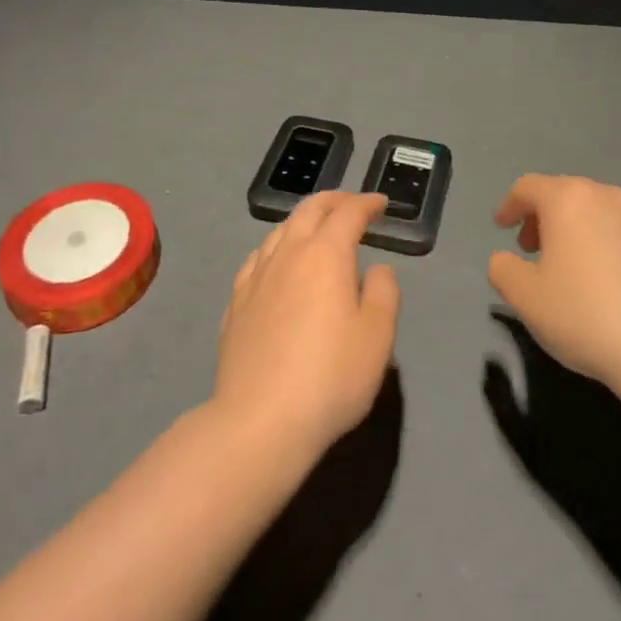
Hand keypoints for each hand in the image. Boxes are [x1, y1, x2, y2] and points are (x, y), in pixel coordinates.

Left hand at [213, 192, 400, 462]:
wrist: (260, 420)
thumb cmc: (330, 377)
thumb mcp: (377, 337)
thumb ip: (384, 292)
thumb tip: (377, 269)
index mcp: (325, 254)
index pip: (348, 213)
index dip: (367, 204)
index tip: (381, 204)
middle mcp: (288, 254)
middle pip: (309, 210)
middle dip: (334, 200)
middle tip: (352, 204)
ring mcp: (256, 276)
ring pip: (280, 230)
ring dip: (303, 220)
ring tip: (317, 228)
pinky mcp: (236, 303)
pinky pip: (258, 258)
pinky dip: (277, 247)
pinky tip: (277, 262)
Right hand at [487, 175, 620, 394]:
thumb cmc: (586, 316)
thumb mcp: (524, 298)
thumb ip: (503, 268)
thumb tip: (507, 259)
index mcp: (569, 201)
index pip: (529, 187)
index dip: (511, 205)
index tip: (503, 228)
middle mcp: (612, 197)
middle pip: (570, 196)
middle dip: (549, 219)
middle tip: (539, 252)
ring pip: (609, 215)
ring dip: (590, 233)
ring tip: (586, 271)